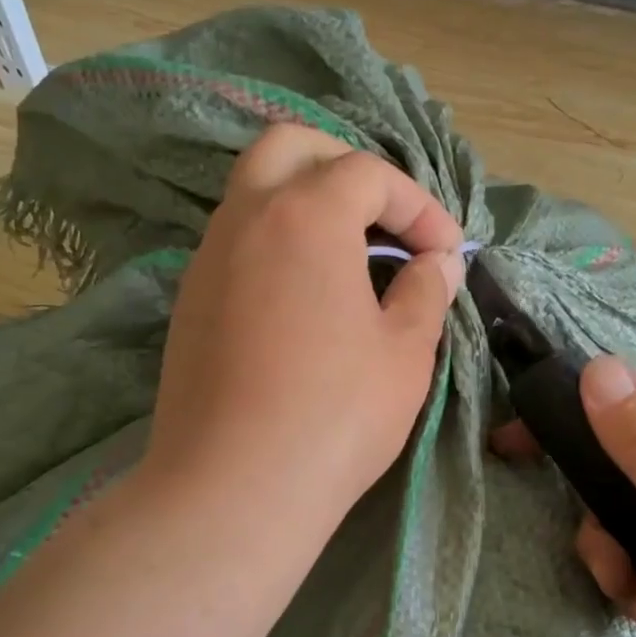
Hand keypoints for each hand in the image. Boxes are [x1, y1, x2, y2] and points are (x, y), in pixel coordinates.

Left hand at [146, 123, 464, 533]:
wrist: (233, 488)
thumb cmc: (334, 415)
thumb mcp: (404, 353)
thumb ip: (425, 292)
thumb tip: (437, 264)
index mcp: (305, 215)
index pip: (369, 174)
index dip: (419, 206)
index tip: (445, 254)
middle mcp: (245, 218)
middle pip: (292, 148)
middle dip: (348, 168)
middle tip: (385, 220)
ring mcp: (207, 259)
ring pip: (254, 192)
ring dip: (307, 204)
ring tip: (350, 258)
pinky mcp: (189, 302)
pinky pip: (236, 242)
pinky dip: (276, 243)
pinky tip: (304, 298)